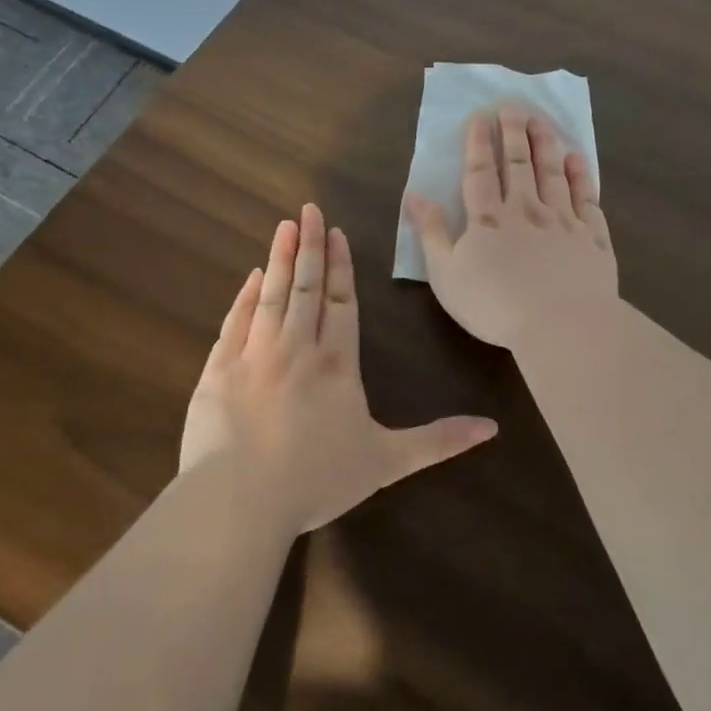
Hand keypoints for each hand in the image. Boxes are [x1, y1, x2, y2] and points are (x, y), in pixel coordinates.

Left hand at [181, 204, 496, 534]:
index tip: (338, 233)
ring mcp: (254, 355)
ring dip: (281, 258)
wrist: (240, 500)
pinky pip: (236, 321)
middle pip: (308, 287)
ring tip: (285, 226)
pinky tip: (254, 276)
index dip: (342, 267)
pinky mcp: (218, 370)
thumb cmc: (317, 479)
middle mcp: (298, 349)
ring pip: (273, 295)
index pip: (343, 303)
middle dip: (312, 246)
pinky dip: (245, 296)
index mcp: (337, 365)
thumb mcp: (388, 462)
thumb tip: (492, 428)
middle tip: (309, 209)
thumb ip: (438, 441)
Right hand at [405, 104, 617, 349]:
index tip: (481, 115)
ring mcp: (563, 220)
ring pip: (552, 173)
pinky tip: (577, 159)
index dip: (478, 142)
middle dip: (513, 132)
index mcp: (488, 220)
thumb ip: (430, 232)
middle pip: (518, 164)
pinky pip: (586, 198)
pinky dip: (581, 176)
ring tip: (541, 120)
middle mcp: (526, 210)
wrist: (560, 324)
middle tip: (513, 105)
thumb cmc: (494, 305)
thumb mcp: (446, 274)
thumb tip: (414, 194)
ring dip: (545, 144)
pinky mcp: (593, 237)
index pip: (480, 172)